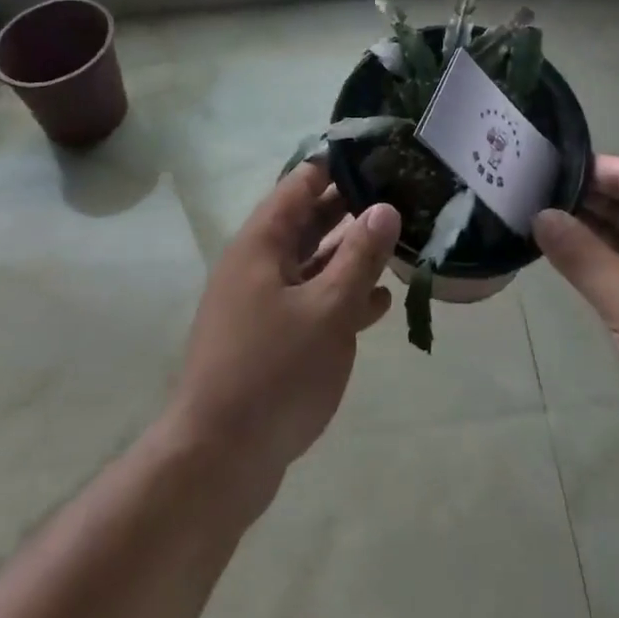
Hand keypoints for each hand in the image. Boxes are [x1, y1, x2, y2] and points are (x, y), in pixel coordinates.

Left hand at [161, 162, 399, 493]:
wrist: (216, 463)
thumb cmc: (274, 373)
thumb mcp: (329, 309)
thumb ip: (360, 256)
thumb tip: (385, 207)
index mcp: (262, 242)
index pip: (302, 182)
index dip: (339, 164)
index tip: (381, 154)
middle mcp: (258, 263)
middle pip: (309, 220)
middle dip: (352, 207)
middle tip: (402, 195)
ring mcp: (261, 302)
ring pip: (313, 262)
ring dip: (351, 254)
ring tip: (400, 243)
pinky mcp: (269, 339)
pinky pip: (310, 301)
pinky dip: (342, 296)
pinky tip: (379, 303)